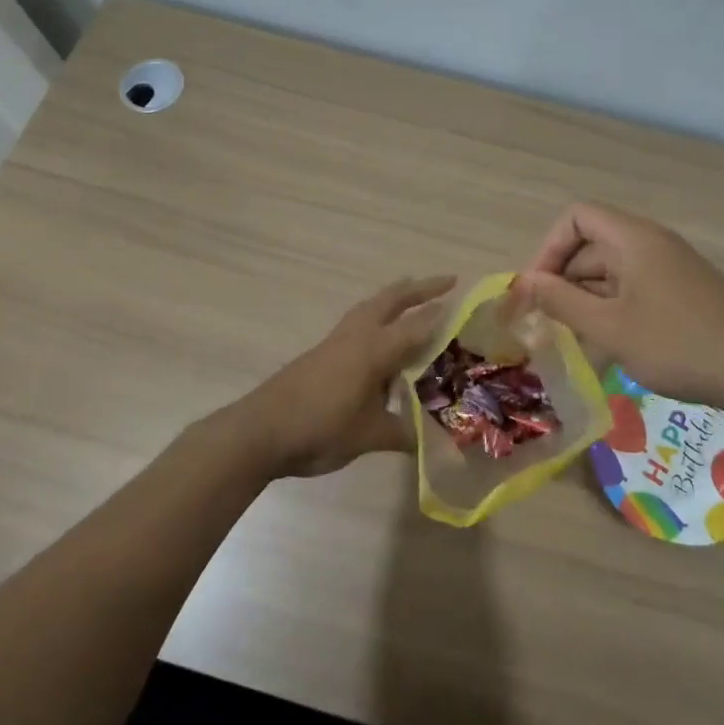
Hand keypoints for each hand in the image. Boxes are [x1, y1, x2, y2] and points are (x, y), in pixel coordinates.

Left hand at [248, 275, 453, 477]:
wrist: (259, 431)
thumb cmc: (320, 428)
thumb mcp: (370, 437)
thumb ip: (404, 435)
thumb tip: (436, 443)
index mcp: (374, 350)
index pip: (416, 325)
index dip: (441, 315)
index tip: (464, 302)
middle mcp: (356, 337)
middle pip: (391, 300)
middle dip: (419, 288)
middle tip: (446, 281)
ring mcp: (335, 342)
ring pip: (370, 307)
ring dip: (394, 298)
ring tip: (412, 298)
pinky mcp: (320, 354)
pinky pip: (356, 324)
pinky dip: (375, 317)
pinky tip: (379, 342)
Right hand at [512, 203, 723, 409]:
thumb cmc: (675, 344)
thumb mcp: (609, 327)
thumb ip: (562, 301)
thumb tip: (525, 282)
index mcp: (633, 238)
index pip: (577, 217)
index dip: (549, 248)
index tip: (537, 288)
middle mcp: (652, 243)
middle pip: (593, 244)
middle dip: (564, 278)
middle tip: (547, 321)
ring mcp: (672, 267)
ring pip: (614, 270)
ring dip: (587, 298)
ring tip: (573, 338)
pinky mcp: (685, 291)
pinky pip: (636, 288)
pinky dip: (614, 308)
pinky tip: (608, 344)